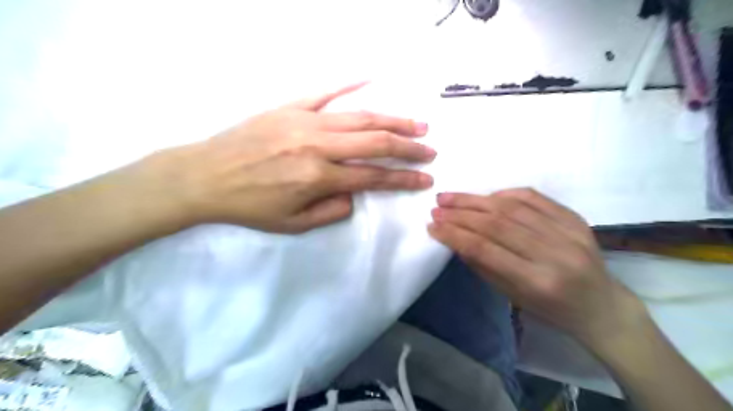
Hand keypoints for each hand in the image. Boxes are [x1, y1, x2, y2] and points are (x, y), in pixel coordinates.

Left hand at [147, 82, 437, 231]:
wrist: (205, 176)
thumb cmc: (250, 206)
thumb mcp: (293, 225)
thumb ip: (332, 212)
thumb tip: (355, 193)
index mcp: (318, 177)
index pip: (374, 176)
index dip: (403, 179)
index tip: (425, 179)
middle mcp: (318, 146)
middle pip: (375, 142)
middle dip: (408, 147)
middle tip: (429, 149)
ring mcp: (305, 121)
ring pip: (359, 117)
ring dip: (392, 120)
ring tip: (417, 124)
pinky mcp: (290, 107)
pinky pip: (325, 92)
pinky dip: (350, 84)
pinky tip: (372, 78)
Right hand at [431, 188, 645, 348]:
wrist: (600, 306)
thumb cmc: (551, 309)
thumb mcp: (511, 296)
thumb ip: (482, 265)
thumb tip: (455, 238)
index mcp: (537, 281)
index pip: (485, 249)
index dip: (455, 235)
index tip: (432, 226)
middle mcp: (554, 253)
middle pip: (497, 224)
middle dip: (461, 213)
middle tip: (437, 207)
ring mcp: (569, 232)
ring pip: (513, 207)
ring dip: (476, 200)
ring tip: (451, 197)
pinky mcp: (575, 218)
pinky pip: (534, 197)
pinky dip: (505, 193)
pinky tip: (485, 196)